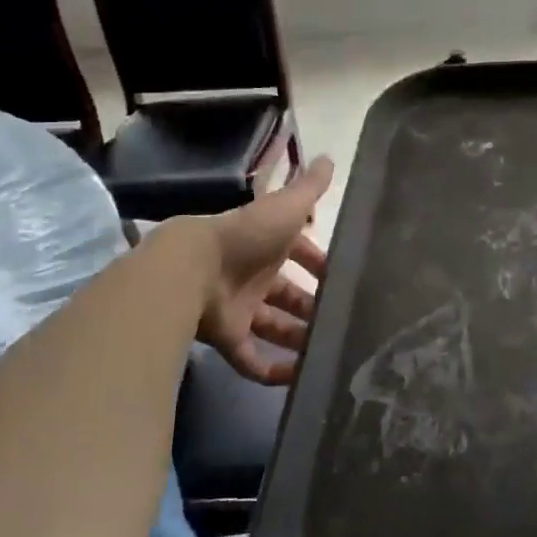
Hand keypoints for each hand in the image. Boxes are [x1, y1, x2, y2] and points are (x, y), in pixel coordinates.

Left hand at [198, 156, 334, 384]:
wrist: (193, 269)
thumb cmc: (246, 236)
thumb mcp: (285, 207)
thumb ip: (309, 188)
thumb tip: (331, 158)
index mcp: (268, 245)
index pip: (300, 254)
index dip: (319, 264)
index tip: (343, 279)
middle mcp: (254, 276)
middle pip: (289, 295)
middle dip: (313, 307)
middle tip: (341, 322)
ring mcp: (239, 308)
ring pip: (274, 327)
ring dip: (298, 339)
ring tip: (329, 353)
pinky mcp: (227, 338)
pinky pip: (251, 358)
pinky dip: (271, 370)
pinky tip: (298, 378)